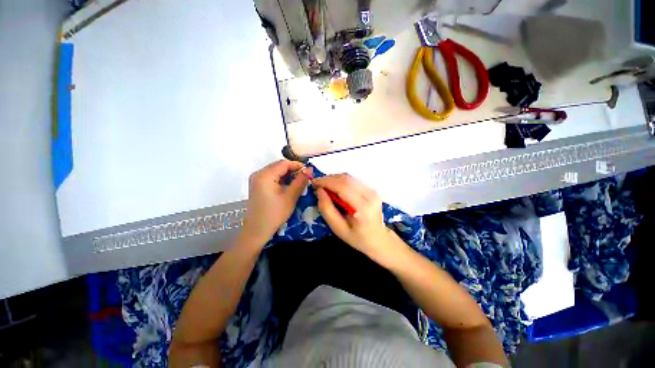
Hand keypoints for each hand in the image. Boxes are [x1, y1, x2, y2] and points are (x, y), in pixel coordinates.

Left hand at [240, 160, 310, 246]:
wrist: (257, 231)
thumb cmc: (275, 214)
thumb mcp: (290, 196)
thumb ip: (300, 181)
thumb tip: (309, 169)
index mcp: (265, 175)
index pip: (284, 163)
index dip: (298, 166)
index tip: (309, 172)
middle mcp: (258, 174)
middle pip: (279, 166)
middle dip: (293, 170)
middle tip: (305, 178)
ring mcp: (256, 180)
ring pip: (276, 171)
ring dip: (288, 175)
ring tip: (299, 182)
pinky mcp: (257, 186)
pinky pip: (271, 177)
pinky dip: (281, 179)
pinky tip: (288, 186)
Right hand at [312, 174, 400, 262]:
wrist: (379, 239)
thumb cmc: (358, 238)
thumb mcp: (338, 229)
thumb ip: (327, 210)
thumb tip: (320, 191)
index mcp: (363, 208)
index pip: (343, 187)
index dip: (327, 182)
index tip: (314, 183)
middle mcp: (371, 195)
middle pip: (346, 179)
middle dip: (329, 179)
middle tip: (317, 185)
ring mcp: (373, 190)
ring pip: (349, 177)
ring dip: (334, 179)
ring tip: (324, 186)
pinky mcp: (372, 188)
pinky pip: (353, 180)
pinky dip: (341, 181)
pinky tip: (334, 187)